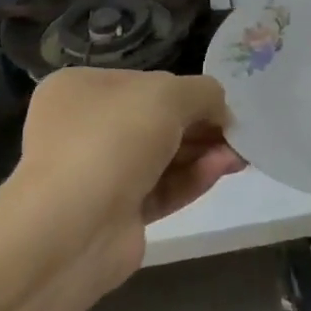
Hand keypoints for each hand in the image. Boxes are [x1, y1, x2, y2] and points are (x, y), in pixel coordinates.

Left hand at [16, 68, 246, 265]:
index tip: (220, 104)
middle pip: (156, 121)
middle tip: (237, 133)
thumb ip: (204, 93)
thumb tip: (220, 112)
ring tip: (238, 156)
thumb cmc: (115, 138)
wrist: (73, 228)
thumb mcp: (169, 94)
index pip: (144, 82)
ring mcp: (97, 173)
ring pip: (161, 157)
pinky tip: (221, 171)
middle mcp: (83, 128)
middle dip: (200, 126)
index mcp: (81, 89)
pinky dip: (191, 179)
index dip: (186, 91)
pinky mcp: (115, 214)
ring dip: (202, 153)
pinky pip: (160, 189)